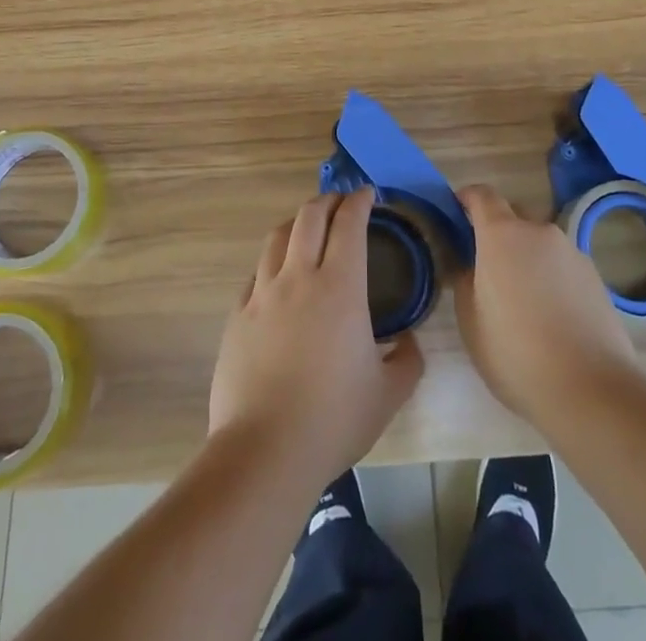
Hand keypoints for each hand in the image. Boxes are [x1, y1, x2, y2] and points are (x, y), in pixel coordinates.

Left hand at [209, 189, 423, 488]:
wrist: (265, 450)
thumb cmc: (333, 419)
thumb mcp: (388, 394)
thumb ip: (407, 361)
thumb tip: (407, 342)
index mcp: (339, 286)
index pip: (349, 224)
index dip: (359, 202)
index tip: (368, 194)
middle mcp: (299, 276)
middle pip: (309, 216)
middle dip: (328, 201)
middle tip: (341, 204)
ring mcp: (262, 293)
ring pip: (277, 236)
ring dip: (296, 223)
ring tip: (307, 229)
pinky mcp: (238, 314)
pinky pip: (257, 272)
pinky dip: (273, 261)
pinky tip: (278, 277)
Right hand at [454, 184, 638, 426]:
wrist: (591, 390)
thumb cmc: (516, 353)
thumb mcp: (470, 321)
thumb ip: (465, 281)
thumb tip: (471, 265)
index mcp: (502, 235)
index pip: (482, 195)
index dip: (467, 198)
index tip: (457, 212)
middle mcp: (539, 232)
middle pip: (514, 216)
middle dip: (499, 231)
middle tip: (488, 266)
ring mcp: (572, 252)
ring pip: (541, 243)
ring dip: (528, 257)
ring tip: (524, 298)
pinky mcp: (596, 277)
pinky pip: (563, 265)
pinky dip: (552, 277)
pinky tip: (552, 315)